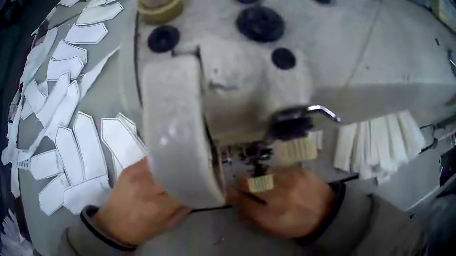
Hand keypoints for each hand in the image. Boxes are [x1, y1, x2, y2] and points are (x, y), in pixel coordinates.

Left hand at [93, 158, 191, 244]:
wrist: (113, 224)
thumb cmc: (141, 230)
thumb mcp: (166, 226)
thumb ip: (183, 210)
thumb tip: (195, 194)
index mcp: (157, 206)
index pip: (182, 188)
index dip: (194, 183)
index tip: (201, 180)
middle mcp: (146, 187)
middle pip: (172, 172)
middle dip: (184, 171)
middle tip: (194, 170)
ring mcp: (135, 175)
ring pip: (161, 163)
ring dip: (172, 163)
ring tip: (181, 163)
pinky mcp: (128, 169)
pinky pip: (148, 160)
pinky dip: (159, 161)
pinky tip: (164, 163)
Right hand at [234, 167, 334, 237]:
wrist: (327, 212)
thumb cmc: (298, 224)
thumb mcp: (274, 229)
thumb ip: (254, 217)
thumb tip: (239, 205)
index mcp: (270, 216)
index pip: (244, 202)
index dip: (236, 196)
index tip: (233, 192)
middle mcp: (278, 197)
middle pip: (250, 184)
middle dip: (242, 183)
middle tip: (242, 181)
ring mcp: (290, 180)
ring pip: (264, 174)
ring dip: (262, 178)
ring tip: (268, 183)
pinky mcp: (301, 170)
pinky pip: (280, 168)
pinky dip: (277, 174)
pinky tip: (284, 180)